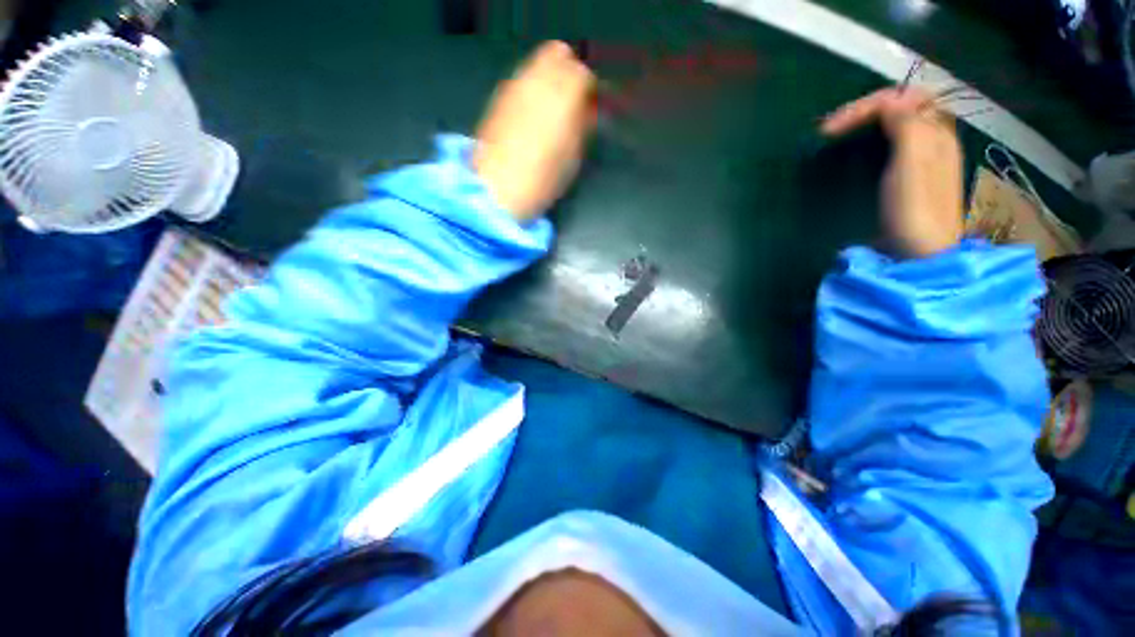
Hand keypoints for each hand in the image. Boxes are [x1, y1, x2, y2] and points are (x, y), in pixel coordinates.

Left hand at [473, 41, 596, 222]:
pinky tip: (531, 114)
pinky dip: (531, 88)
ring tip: (551, 109)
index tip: (590, 110)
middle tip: (572, 101)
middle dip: (569, 72)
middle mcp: (538, 80)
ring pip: (537, 63)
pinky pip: (521, 79)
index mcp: (563, 95)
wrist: (496, 188)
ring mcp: (514, 85)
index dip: (589, 91)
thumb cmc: (542, 179)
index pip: (584, 74)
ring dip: (549, 78)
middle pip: (558, 54)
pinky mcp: (498, 97)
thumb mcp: (572, 158)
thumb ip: (582, 127)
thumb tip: (586, 112)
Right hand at [820, 88, 963, 258]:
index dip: (866, 106)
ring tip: (839, 137)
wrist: (918, 255)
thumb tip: (889, 102)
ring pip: (895, 125)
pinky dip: (871, 141)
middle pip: (900, 107)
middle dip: (864, 112)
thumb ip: (906, 126)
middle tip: (831, 130)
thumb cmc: (914, 211)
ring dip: (866, 125)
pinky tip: (856, 153)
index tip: (830, 130)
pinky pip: (891, 145)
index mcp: (935, 133)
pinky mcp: (907, 178)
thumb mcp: (912, 165)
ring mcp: (921, 159)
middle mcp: (931, 140)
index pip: (902, 98)